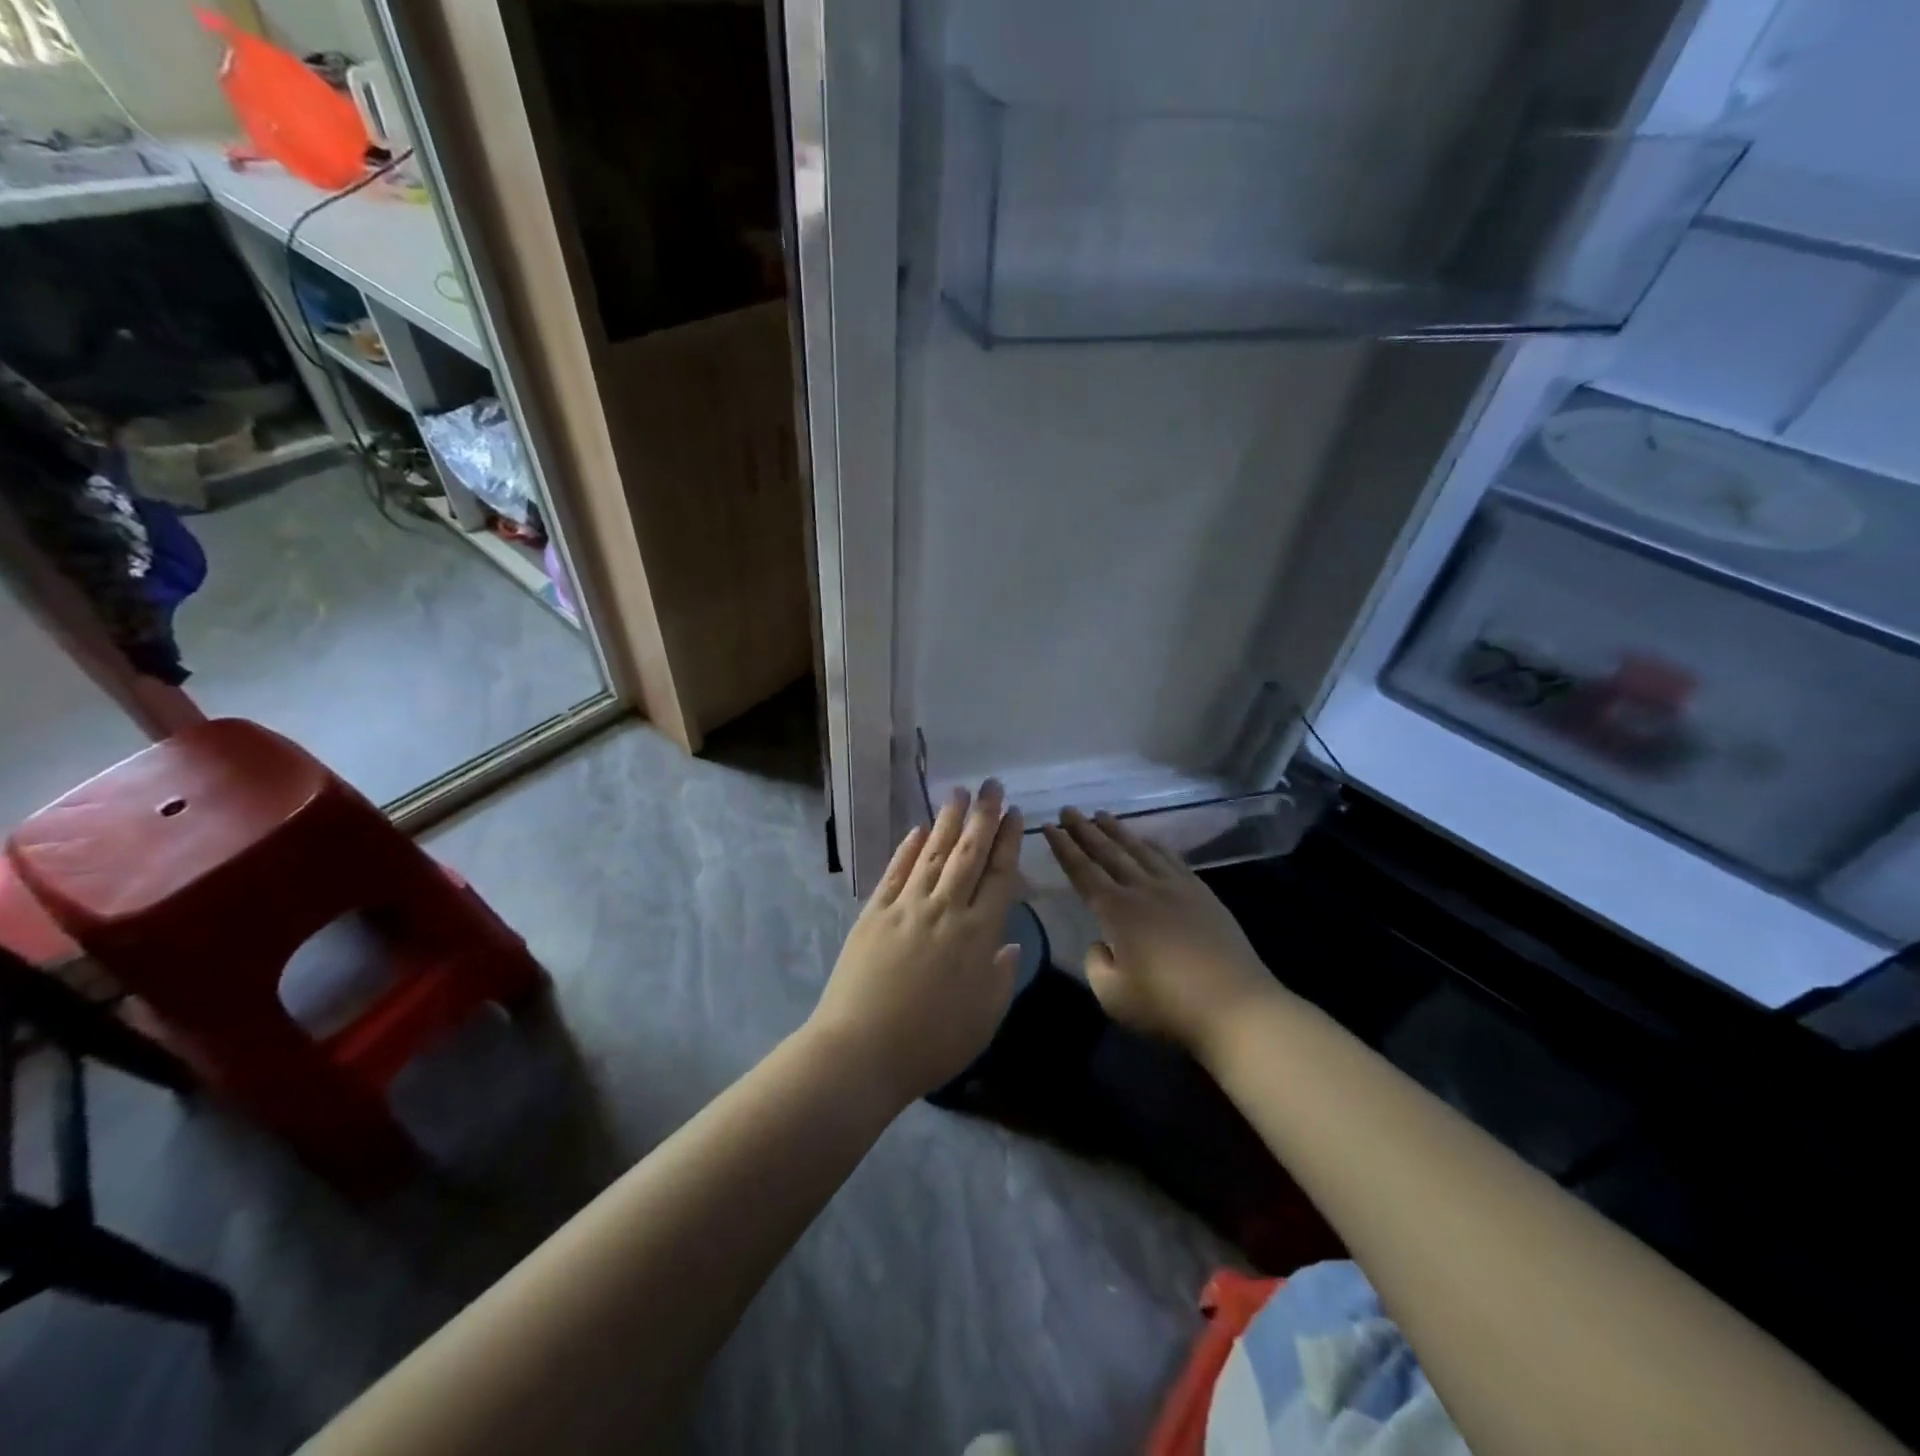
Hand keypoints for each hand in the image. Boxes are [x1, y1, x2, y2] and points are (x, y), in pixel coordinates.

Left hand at [809, 780, 1023, 1104]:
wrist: (861, 1051)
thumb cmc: (932, 1043)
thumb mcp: (984, 1018)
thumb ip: (1002, 976)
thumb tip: (1010, 942)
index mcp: (977, 934)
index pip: (999, 875)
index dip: (1008, 841)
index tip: (1015, 813)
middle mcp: (944, 909)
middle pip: (968, 854)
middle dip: (983, 816)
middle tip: (991, 785)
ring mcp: (906, 907)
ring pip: (932, 854)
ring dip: (947, 821)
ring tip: (958, 793)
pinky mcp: (874, 913)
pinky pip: (895, 872)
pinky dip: (907, 848)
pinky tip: (917, 830)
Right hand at [1042, 808, 1273, 1056]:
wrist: (1236, 1005)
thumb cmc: (1168, 1005)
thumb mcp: (1113, 996)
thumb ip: (1096, 964)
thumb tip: (1101, 943)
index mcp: (1117, 911)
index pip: (1082, 871)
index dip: (1064, 849)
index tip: (1049, 827)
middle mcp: (1143, 889)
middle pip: (1108, 852)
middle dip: (1084, 830)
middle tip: (1068, 809)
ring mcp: (1176, 887)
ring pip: (1139, 849)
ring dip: (1117, 831)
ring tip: (1101, 814)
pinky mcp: (1202, 894)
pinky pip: (1171, 859)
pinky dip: (1154, 845)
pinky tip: (1148, 840)